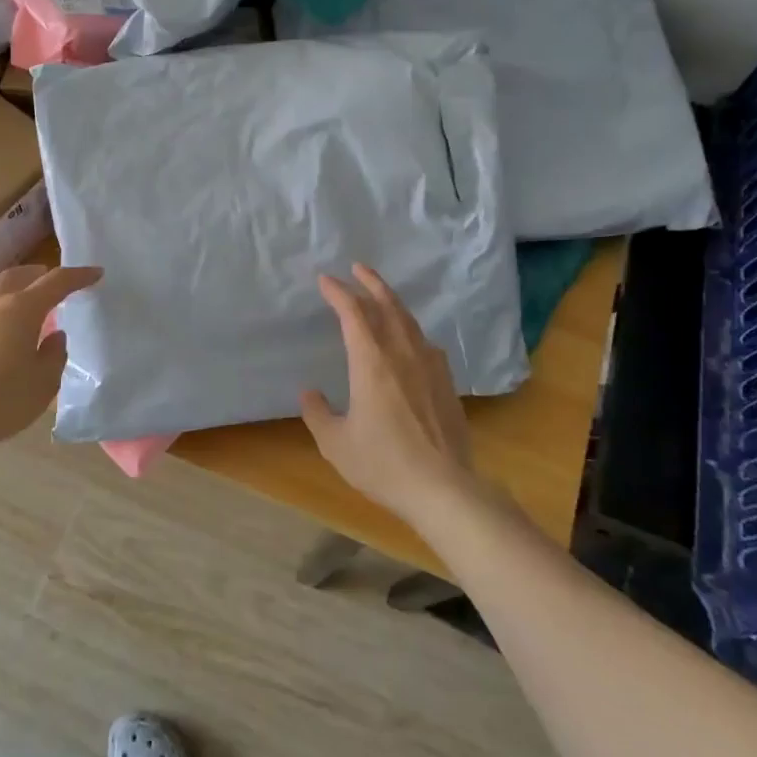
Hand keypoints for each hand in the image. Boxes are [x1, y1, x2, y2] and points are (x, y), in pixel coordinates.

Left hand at [0, 264, 101, 458]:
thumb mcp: (42, 384)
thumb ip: (54, 355)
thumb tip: (54, 336)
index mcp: (20, 310)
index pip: (56, 282)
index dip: (78, 276)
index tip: (96, 274)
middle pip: (19, 276)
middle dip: (41, 274)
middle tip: (56, 284)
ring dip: (16, 294)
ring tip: (28, 313)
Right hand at [300, 264, 480, 525]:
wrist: (443, 488)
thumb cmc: (383, 463)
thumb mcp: (336, 443)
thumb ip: (318, 413)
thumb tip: (309, 392)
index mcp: (371, 362)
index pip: (353, 313)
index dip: (338, 292)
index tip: (325, 280)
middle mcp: (402, 354)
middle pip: (387, 306)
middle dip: (371, 283)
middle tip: (358, 268)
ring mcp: (430, 366)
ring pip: (409, 321)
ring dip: (393, 302)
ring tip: (382, 295)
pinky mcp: (447, 383)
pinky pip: (426, 343)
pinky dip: (412, 330)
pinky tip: (412, 340)